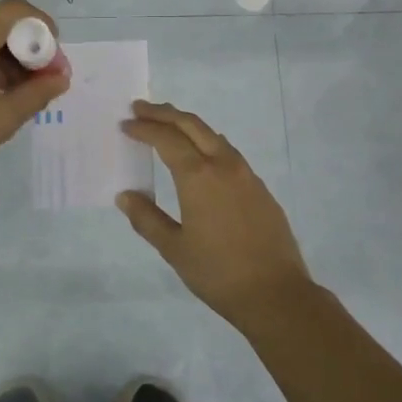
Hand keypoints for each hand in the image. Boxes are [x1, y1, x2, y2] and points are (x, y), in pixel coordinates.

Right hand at [117, 100, 316, 330]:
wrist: (276, 293)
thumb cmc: (218, 272)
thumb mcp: (174, 249)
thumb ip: (147, 219)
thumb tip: (125, 196)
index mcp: (198, 176)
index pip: (166, 139)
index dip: (144, 128)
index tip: (125, 124)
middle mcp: (224, 165)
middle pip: (192, 125)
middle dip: (164, 113)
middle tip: (140, 107)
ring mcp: (246, 174)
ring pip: (213, 135)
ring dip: (187, 125)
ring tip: (167, 125)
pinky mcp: (260, 188)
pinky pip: (228, 152)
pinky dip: (207, 142)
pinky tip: (200, 156)